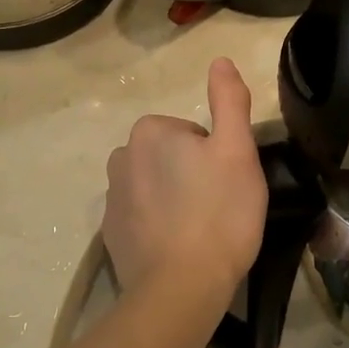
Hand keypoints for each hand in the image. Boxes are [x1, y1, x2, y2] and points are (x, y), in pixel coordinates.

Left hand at [104, 58, 266, 314]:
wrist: (181, 287)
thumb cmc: (219, 213)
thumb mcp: (238, 151)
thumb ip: (229, 100)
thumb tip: (220, 60)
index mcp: (150, 132)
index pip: (193, 133)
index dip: (216, 156)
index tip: (226, 184)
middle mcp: (121, 157)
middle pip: (171, 156)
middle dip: (192, 174)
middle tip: (218, 206)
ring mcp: (111, 198)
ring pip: (156, 185)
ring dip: (175, 199)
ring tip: (200, 230)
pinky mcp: (110, 234)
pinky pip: (141, 215)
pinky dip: (159, 225)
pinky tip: (179, 248)